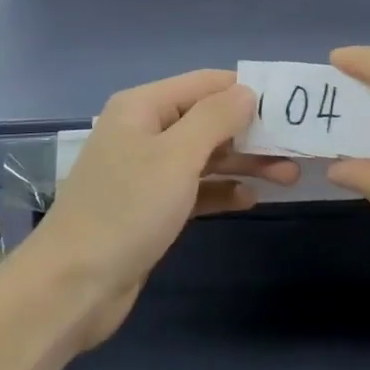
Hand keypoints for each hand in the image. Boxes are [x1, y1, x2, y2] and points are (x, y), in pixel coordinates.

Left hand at [28, 69, 297, 347]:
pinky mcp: (150, 208)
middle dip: (251, 133)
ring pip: (204, 156)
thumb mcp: (176, 156)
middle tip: (296, 149)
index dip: (246, 90)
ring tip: (288, 176)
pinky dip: (220, 191)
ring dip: (243, 164)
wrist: (73, 286)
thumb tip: (246, 91)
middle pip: (207, 120)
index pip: (204, 83)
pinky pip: (193, 189)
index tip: (290, 106)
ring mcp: (145, 171)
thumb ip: (215, 118)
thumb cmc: (127, 210)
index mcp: (143, 107)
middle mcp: (144, 131)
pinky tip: (250, 199)